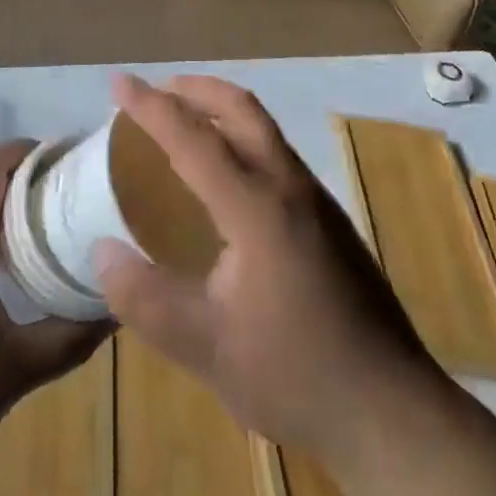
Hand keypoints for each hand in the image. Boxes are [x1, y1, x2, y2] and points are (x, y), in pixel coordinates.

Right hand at [95, 73, 431, 465]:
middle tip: (156, 90)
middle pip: (241, 109)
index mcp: (257, 208)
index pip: (193, 138)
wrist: (393, 412)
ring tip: (185, 123)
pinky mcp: (331, 221)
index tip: (118, 82)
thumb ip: (145, 298)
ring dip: (221, 111)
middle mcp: (289, 187)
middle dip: (196, 89)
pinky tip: (227, 179)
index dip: (151, 107)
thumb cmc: (295, 375)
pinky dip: (242, 139)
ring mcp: (317, 201)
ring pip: (264, 129)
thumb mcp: (206, 348)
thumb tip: (102, 251)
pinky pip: (277, 155)